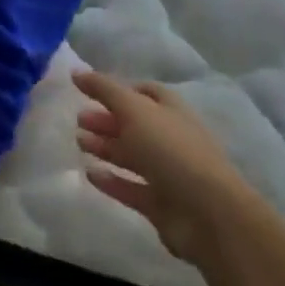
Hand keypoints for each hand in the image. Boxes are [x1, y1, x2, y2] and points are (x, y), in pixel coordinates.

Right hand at [74, 70, 262, 263]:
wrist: (209, 215)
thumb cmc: (171, 150)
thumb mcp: (134, 109)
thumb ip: (103, 89)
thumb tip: (75, 70)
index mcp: (172, 111)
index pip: (145, 93)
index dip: (119, 90)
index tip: (90, 91)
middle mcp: (171, 139)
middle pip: (134, 125)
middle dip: (106, 120)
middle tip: (79, 120)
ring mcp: (168, 173)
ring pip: (131, 156)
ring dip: (105, 147)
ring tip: (79, 143)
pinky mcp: (161, 204)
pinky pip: (131, 188)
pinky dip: (111, 181)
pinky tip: (90, 174)